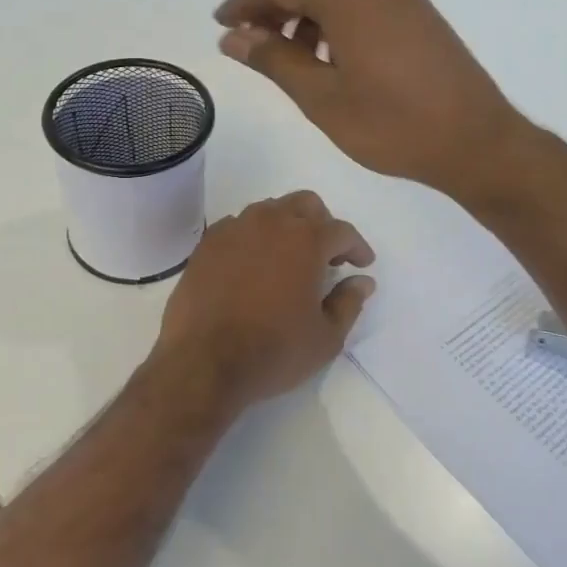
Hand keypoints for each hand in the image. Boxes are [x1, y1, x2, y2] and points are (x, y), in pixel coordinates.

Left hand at [155, 191, 375, 409]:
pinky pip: (238, 226)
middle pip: (305, 204)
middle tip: (327, 255)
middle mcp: (271, 223)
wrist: (203, 362)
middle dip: (323, 223)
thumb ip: (349, 302)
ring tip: (289, 258)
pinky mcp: (207, 244)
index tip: (362, 263)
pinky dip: (253, 237)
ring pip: (269, 210)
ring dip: (286, 226)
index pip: (341, 231)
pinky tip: (253, 264)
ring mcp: (235, 229)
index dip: (357, 246)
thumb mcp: (326, 338)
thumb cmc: (274, 351)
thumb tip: (362, 281)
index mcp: (306, 241)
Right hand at [215, 0, 529, 200]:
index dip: (246, 2)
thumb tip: (232, 37)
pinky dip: (332, 17)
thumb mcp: (322, 97)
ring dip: (302, 11)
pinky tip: (325, 54)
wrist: (474, 140)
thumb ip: (274, 60)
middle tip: (245, 40)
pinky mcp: (416, 9)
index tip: (221, 25)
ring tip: (283, 53)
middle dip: (271, 4)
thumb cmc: (392, 124)